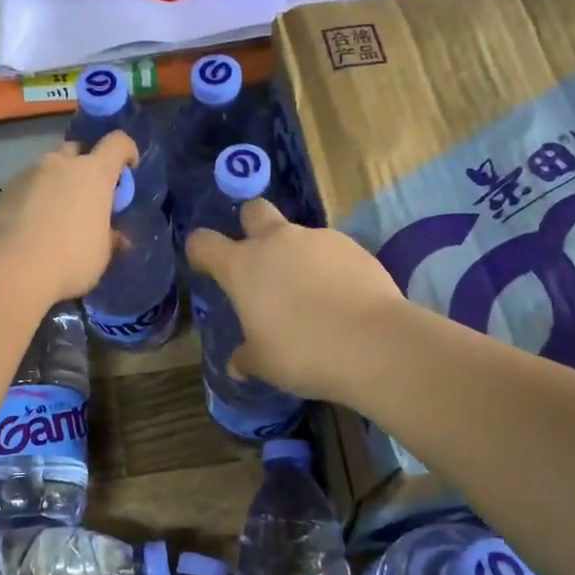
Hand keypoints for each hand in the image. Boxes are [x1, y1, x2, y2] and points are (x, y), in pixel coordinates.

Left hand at [0, 133, 135, 300]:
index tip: (129, 169)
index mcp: (93, 173)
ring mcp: (28, 174)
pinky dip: (34, 201)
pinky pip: (27, 189)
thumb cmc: (70, 259)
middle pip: (78, 151)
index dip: (126, 152)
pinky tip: (32, 229)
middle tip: (88, 197)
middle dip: (85, 167)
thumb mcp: (101, 254)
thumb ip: (110, 239)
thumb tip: (117, 238)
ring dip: (57, 186)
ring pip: (49, 170)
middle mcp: (60, 164)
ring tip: (57, 218)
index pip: (117, 143)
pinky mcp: (3, 192)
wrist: (9, 269)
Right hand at [186, 200, 405, 403]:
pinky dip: (330, 267)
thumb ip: (246, 357)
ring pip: (297, 234)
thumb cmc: (302, 352)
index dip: (201, 252)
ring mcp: (317, 239)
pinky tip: (341, 297)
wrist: (374, 343)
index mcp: (242, 266)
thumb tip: (237, 364)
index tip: (207, 268)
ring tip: (311, 293)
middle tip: (261, 261)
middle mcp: (276, 242)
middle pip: (253, 210)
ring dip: (296, 255)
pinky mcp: (353, 246)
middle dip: (250, 226)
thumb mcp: (264, 364)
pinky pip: (331, 250)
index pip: (203, 243)